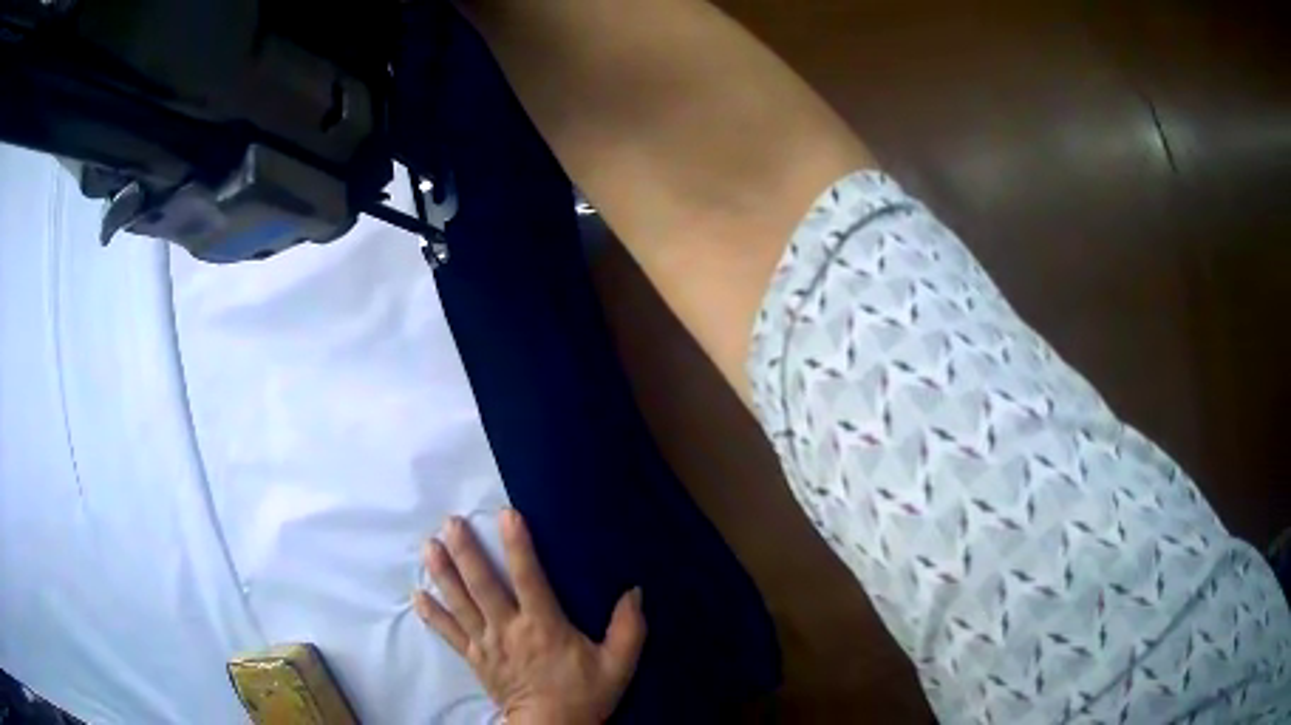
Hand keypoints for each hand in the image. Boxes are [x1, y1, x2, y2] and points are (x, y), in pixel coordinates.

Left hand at [413, 511, 645, 724]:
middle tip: (450, 523)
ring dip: (443, 574)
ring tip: (429, 547)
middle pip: (482, 585)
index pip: (528, 578)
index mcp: (543, 626)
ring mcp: (487, 644)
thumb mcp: (618, 664)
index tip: (506, 514)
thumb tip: (634, 591)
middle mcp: (509, 629)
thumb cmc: (585, 694)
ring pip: (460, 603)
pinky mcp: (475, 659)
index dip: (517, 546)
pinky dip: (432, 615)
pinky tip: (417, 596)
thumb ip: (628, 628)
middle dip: (466, 552)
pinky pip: (450, 634)